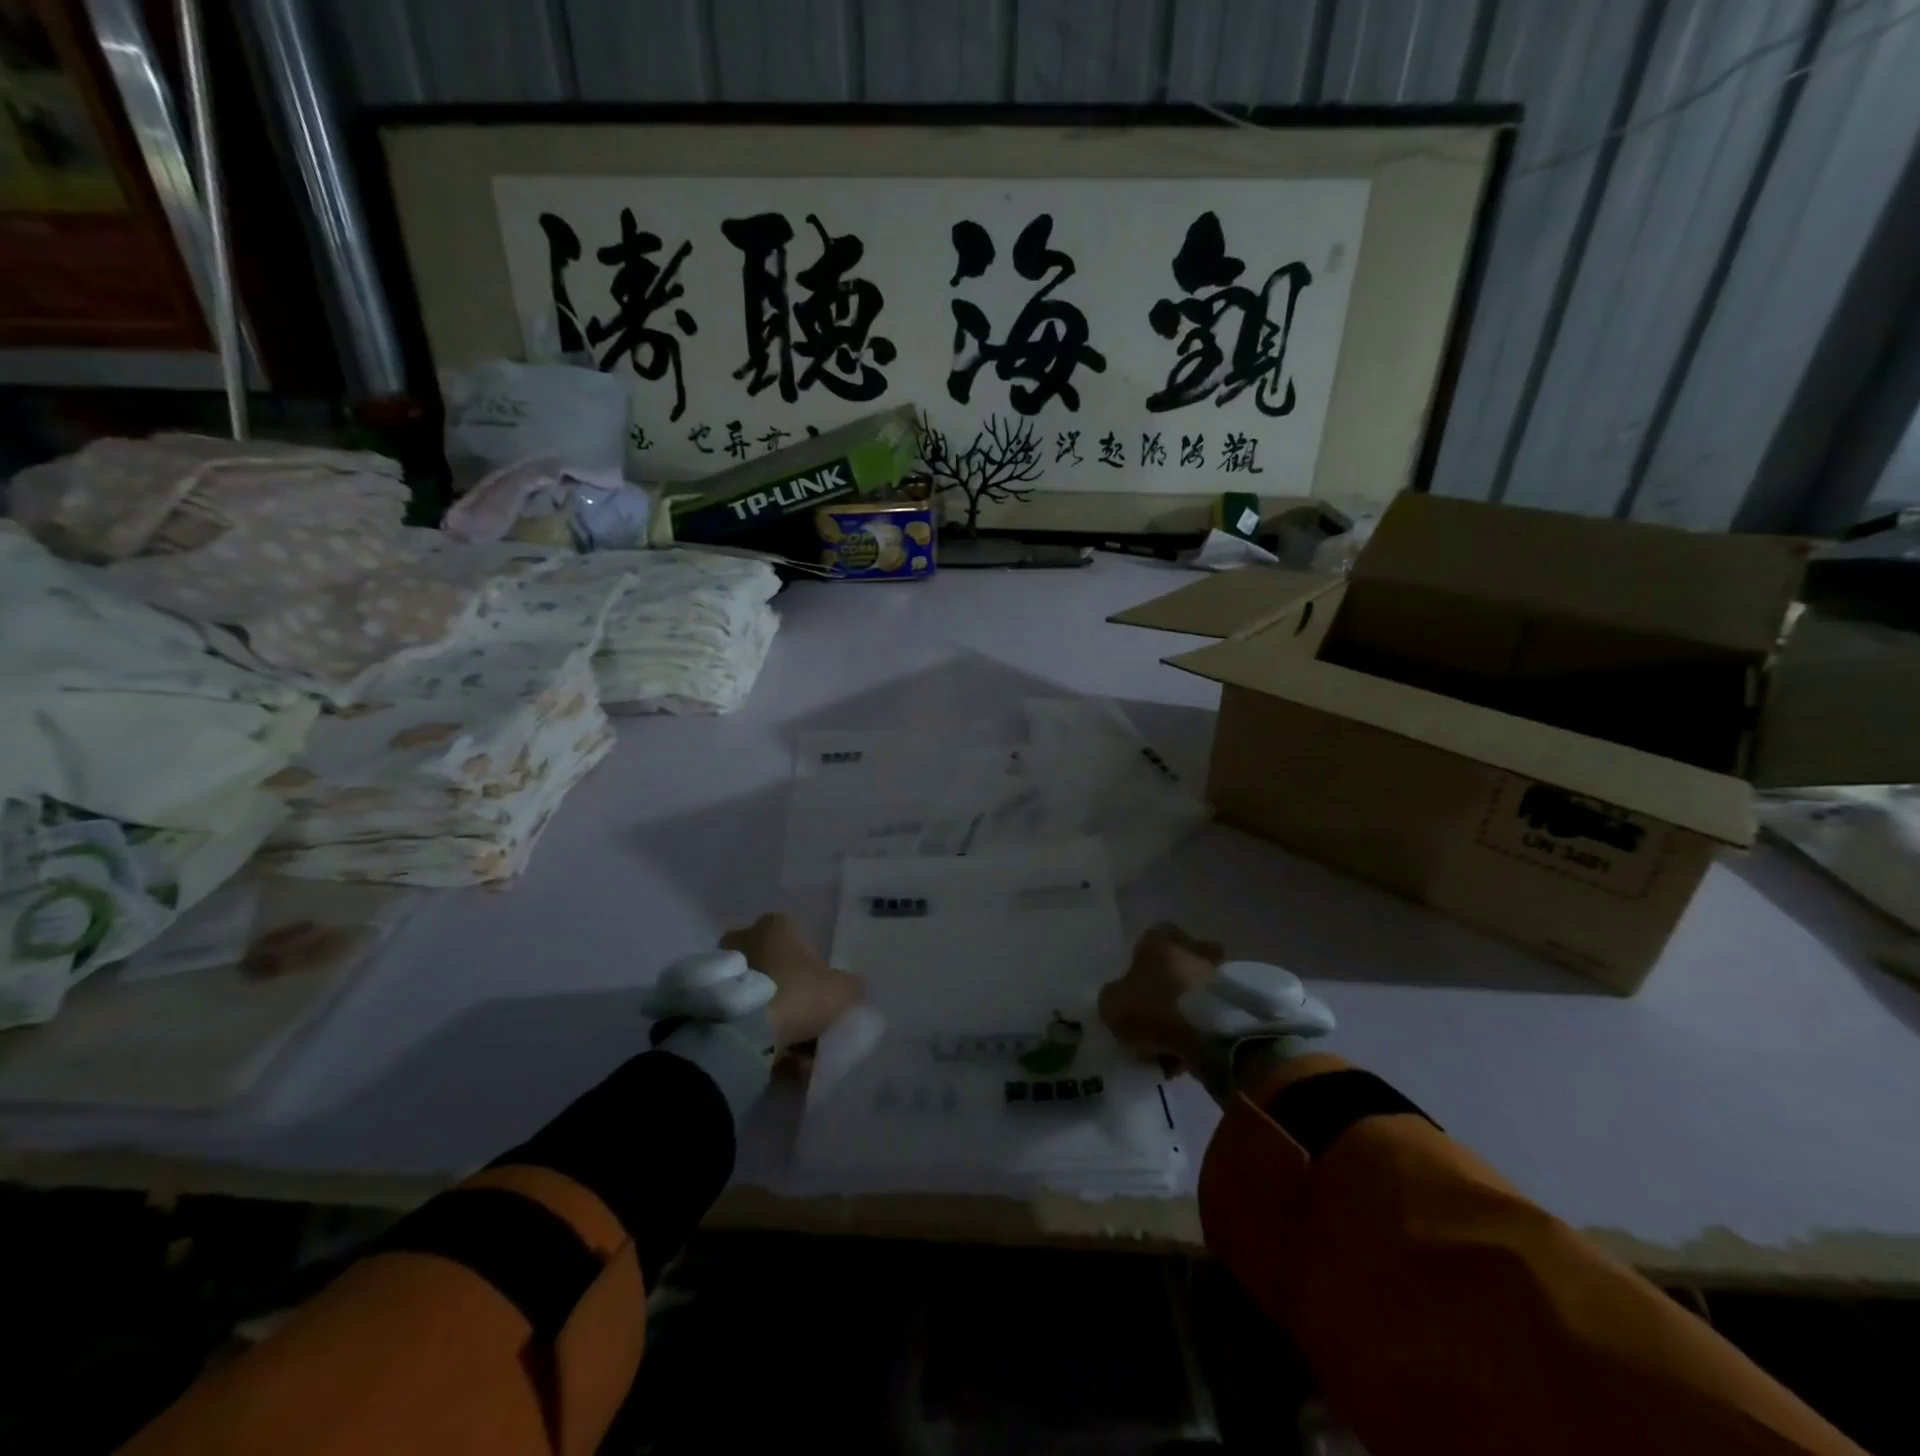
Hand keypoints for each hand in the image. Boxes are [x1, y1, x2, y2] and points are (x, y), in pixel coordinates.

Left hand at [719, 913, 860, 1050]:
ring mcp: (721, 969)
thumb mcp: (843, 990)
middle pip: (776, 968)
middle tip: (806, 1027)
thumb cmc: (797, 994)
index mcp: (776, 925)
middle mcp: (744, 938)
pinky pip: (739, 1017)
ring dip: (773, 1019)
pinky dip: (754, 1035)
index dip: (815, 972)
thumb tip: (850, 989)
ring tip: (791, 1054)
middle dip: (790, 995)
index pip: (800, 942)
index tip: (820, 998)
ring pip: (757, 996)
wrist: (741, 1032)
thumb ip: (850, 986)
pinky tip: (771, 1060)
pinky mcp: (705, 1000)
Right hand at [1097, 923, 1223, 1074]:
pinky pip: (1211, 1018)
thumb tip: (1118, 998)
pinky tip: (1186, 1057)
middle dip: (1170, 985)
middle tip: (1155, 1013)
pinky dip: (1200, 1033)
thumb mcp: (1112, 1004)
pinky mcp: (1239, 1007)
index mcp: (1160, 941)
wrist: (1212, 1035)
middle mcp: (1192, 950)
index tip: (1136, 984)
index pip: (1151, 936)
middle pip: (1180, 962)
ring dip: (1185, 1014)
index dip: (1141, 959)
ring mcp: (1220, 977)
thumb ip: (1113, 998)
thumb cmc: (1156, 1008)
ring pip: (1196, 993)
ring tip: (1168, 1046)